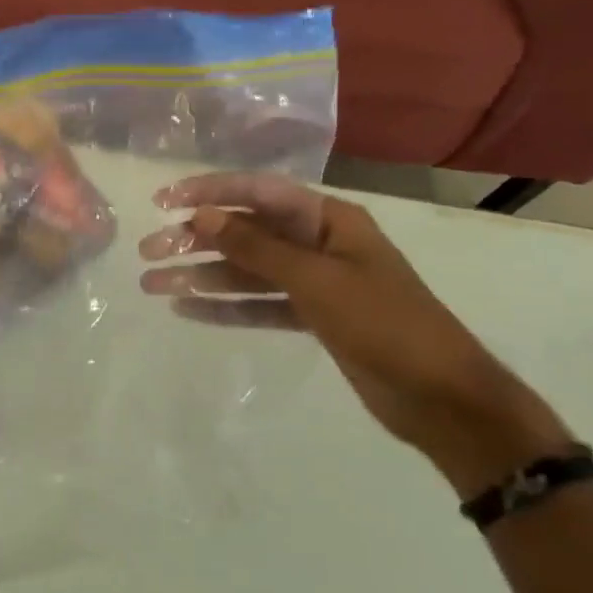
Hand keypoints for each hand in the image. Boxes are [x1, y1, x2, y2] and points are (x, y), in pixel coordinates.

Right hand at [139, 174, 574, 495]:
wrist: (444, 400)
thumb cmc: (385, 325)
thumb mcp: (317, 281)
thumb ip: (256, 247)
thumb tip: (201, 216)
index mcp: (329, 220)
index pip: (258, 193)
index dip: (209, 192)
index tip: (163, 202)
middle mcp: (318, 244)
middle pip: (246, 233)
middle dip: (195, 241)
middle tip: (148, 253)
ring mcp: (315, 282)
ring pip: (246, 271)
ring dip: (201, 277)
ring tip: (153, 286)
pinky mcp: (312, 318)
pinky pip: (259, 304)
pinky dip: (226, 307)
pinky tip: (188, 310)